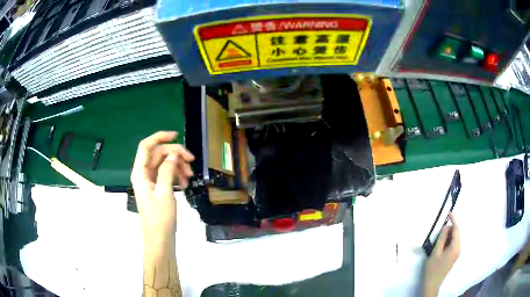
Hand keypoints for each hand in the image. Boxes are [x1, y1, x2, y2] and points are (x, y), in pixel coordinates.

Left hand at [130, 131, 194, 240]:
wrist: (160, 238)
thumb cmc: (160, 217)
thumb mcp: (164, 192)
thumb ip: (167, 170)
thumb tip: (173, 154)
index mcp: (140, 172)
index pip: (146, 146)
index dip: (159, 137)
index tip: (176, 135)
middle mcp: (143, 174)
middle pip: (158, 154)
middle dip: (175, 155)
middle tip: (191, 161)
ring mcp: (151, 181)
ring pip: (164, 164)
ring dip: (177, 166)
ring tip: (189, 177)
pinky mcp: (158, 189)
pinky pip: (167, 175)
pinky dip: (176, 175)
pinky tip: (185, 183)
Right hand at [422, 213, 460, 296]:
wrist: (432, 284)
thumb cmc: (433, 269)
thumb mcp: (435, 252)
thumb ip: (441, 238)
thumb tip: (446, 226)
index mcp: (455, 247)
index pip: (456, 229)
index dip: (453, 220)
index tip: (449, 213)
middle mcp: (458, 249)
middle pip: (456, 234)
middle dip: (449, 229)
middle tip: (439, 229)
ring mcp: (456, 253)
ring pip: (454, 239)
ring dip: (448, 236)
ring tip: (438, 238)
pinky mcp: (453, 257)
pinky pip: (452, 245)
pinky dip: (448, 241)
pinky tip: (441, 245)